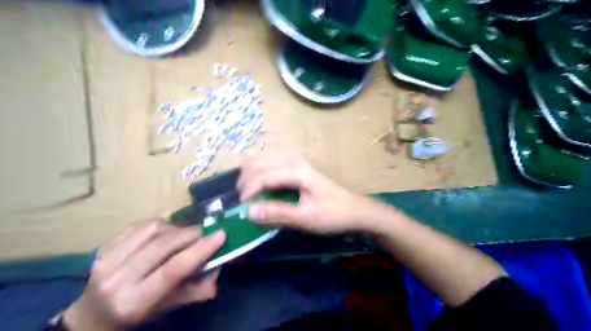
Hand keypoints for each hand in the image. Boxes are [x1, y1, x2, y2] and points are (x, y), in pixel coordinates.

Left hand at [63, 219, 226, 329]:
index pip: (172, 270)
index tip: (221, 234)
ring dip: (177, 228)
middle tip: (209, 231)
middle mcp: (116, 279)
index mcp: (135, 301)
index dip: (199, 250)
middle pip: (163, 245)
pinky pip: (140, 224)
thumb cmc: (138, 312)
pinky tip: (166, 232)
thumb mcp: (169, 307)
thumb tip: (219, 267)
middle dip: (192, 234)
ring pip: (153, 230)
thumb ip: (197, 289)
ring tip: (186, 235)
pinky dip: (160, 224)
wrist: (93, 312)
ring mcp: (106, 259)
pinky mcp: (104, 245)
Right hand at [237, 154, 391, 233]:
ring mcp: (296, 159)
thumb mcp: (306, 218)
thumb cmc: (333, 214)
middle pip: (257, 162)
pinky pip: (270, 162)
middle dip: (245, 182)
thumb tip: (248, 211)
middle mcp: (293, 158)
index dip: (247, 192)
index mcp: (296, 169)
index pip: (261, 175)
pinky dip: (260, 172)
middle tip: (244, 203)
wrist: (356, 209)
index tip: (242, 210)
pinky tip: (262, 187)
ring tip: (250, 195)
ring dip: (251, 175)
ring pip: (262, 158)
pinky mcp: (298, 164)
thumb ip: (277, 213)